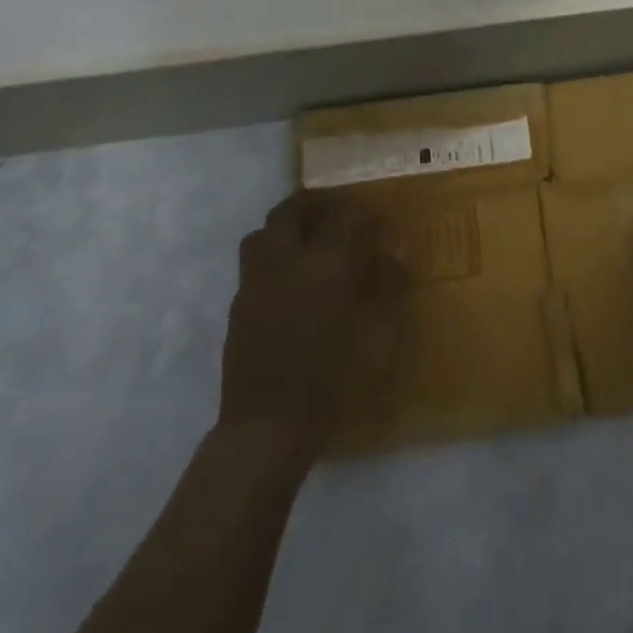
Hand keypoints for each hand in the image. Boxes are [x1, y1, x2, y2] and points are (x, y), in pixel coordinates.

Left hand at [220, 196, 405, 451]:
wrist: (268, 426)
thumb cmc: (333, 378)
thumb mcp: (378, 333)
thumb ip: (388, 284)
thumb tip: (395, 248)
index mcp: (324, 261)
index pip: (339, 215)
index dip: (356, 211)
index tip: (370, 219)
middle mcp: (285, 260)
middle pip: (289, 211)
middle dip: (310, 205)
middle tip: (331, 214)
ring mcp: (255, 283)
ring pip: (261, 234)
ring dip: (282, 228)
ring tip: (303, 243)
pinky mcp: (238, 308)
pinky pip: (252, 267)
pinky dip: (269, 260)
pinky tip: (286, 284)